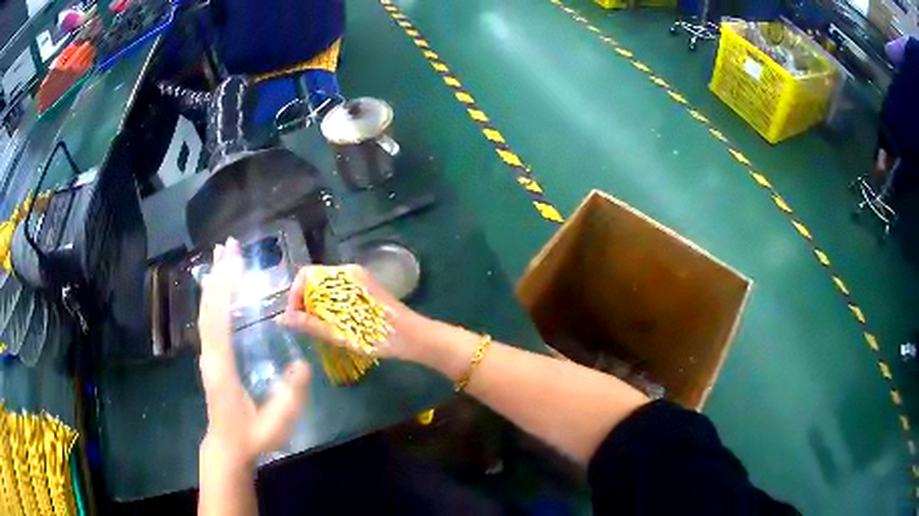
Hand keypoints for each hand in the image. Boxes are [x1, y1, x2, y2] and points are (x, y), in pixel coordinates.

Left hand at [197, 238, 310, 467]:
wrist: (228, 447)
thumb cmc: (252, 436)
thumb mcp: (276, 423)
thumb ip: (290, 397)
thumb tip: (303, 365)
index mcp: (222, 366)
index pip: (218, 320)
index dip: (225, 289)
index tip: (234, 261)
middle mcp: (210, 354)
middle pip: (210, 308)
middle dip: (219, 275)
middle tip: (229, 245)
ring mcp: (208, 354)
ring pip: (207, 312)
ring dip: (215, 282)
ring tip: (222, 256)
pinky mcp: (211, 356)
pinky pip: (209, 320)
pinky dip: (213, 297)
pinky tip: (217, 287)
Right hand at [278, 265, 433, 361]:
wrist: (415, 338)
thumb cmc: (380, 337)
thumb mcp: (341, 334)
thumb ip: (310, 324)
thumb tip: (281, 319)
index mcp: (344, 277)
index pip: (305, 275)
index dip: (295, 296)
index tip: (296, 320)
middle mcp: (350, 272)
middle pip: (314, 280)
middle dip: (304, 303)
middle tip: (307, 328)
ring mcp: (358, 279)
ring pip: (325, 288)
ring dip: (316, 307)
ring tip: (319, 329)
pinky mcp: (364, 289)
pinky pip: (337, 293)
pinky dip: (329, 307)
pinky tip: (334, 325)